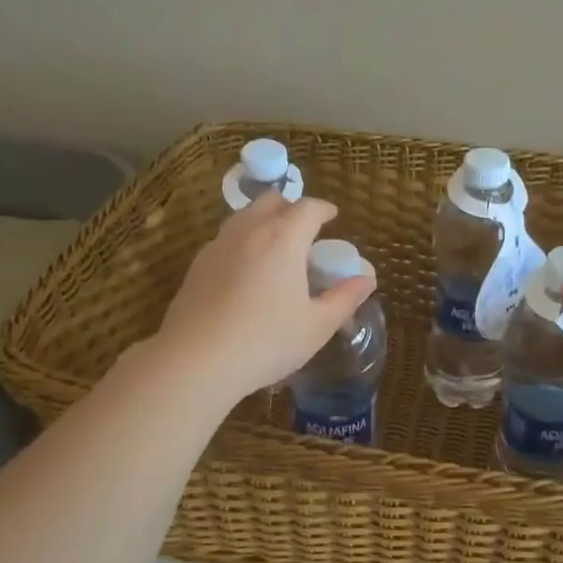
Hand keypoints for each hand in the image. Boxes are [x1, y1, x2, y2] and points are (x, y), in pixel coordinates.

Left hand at [147, 194, 375, 403]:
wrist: (196, 361)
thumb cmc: (266, 342)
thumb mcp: (317, 326)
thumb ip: (345, 298)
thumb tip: (367, 278)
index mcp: (283, 238)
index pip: (308, 207)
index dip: (324, 209)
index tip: (333, 217)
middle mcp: (248, 230)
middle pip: (271, 201)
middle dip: (291, 209)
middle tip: (305, 232)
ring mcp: (217, 245)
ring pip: (244, 217)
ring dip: (264, 223)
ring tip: (276, 251)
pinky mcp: (196, 265)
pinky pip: (226, 240)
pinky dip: (242, 243)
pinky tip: (247, 274)